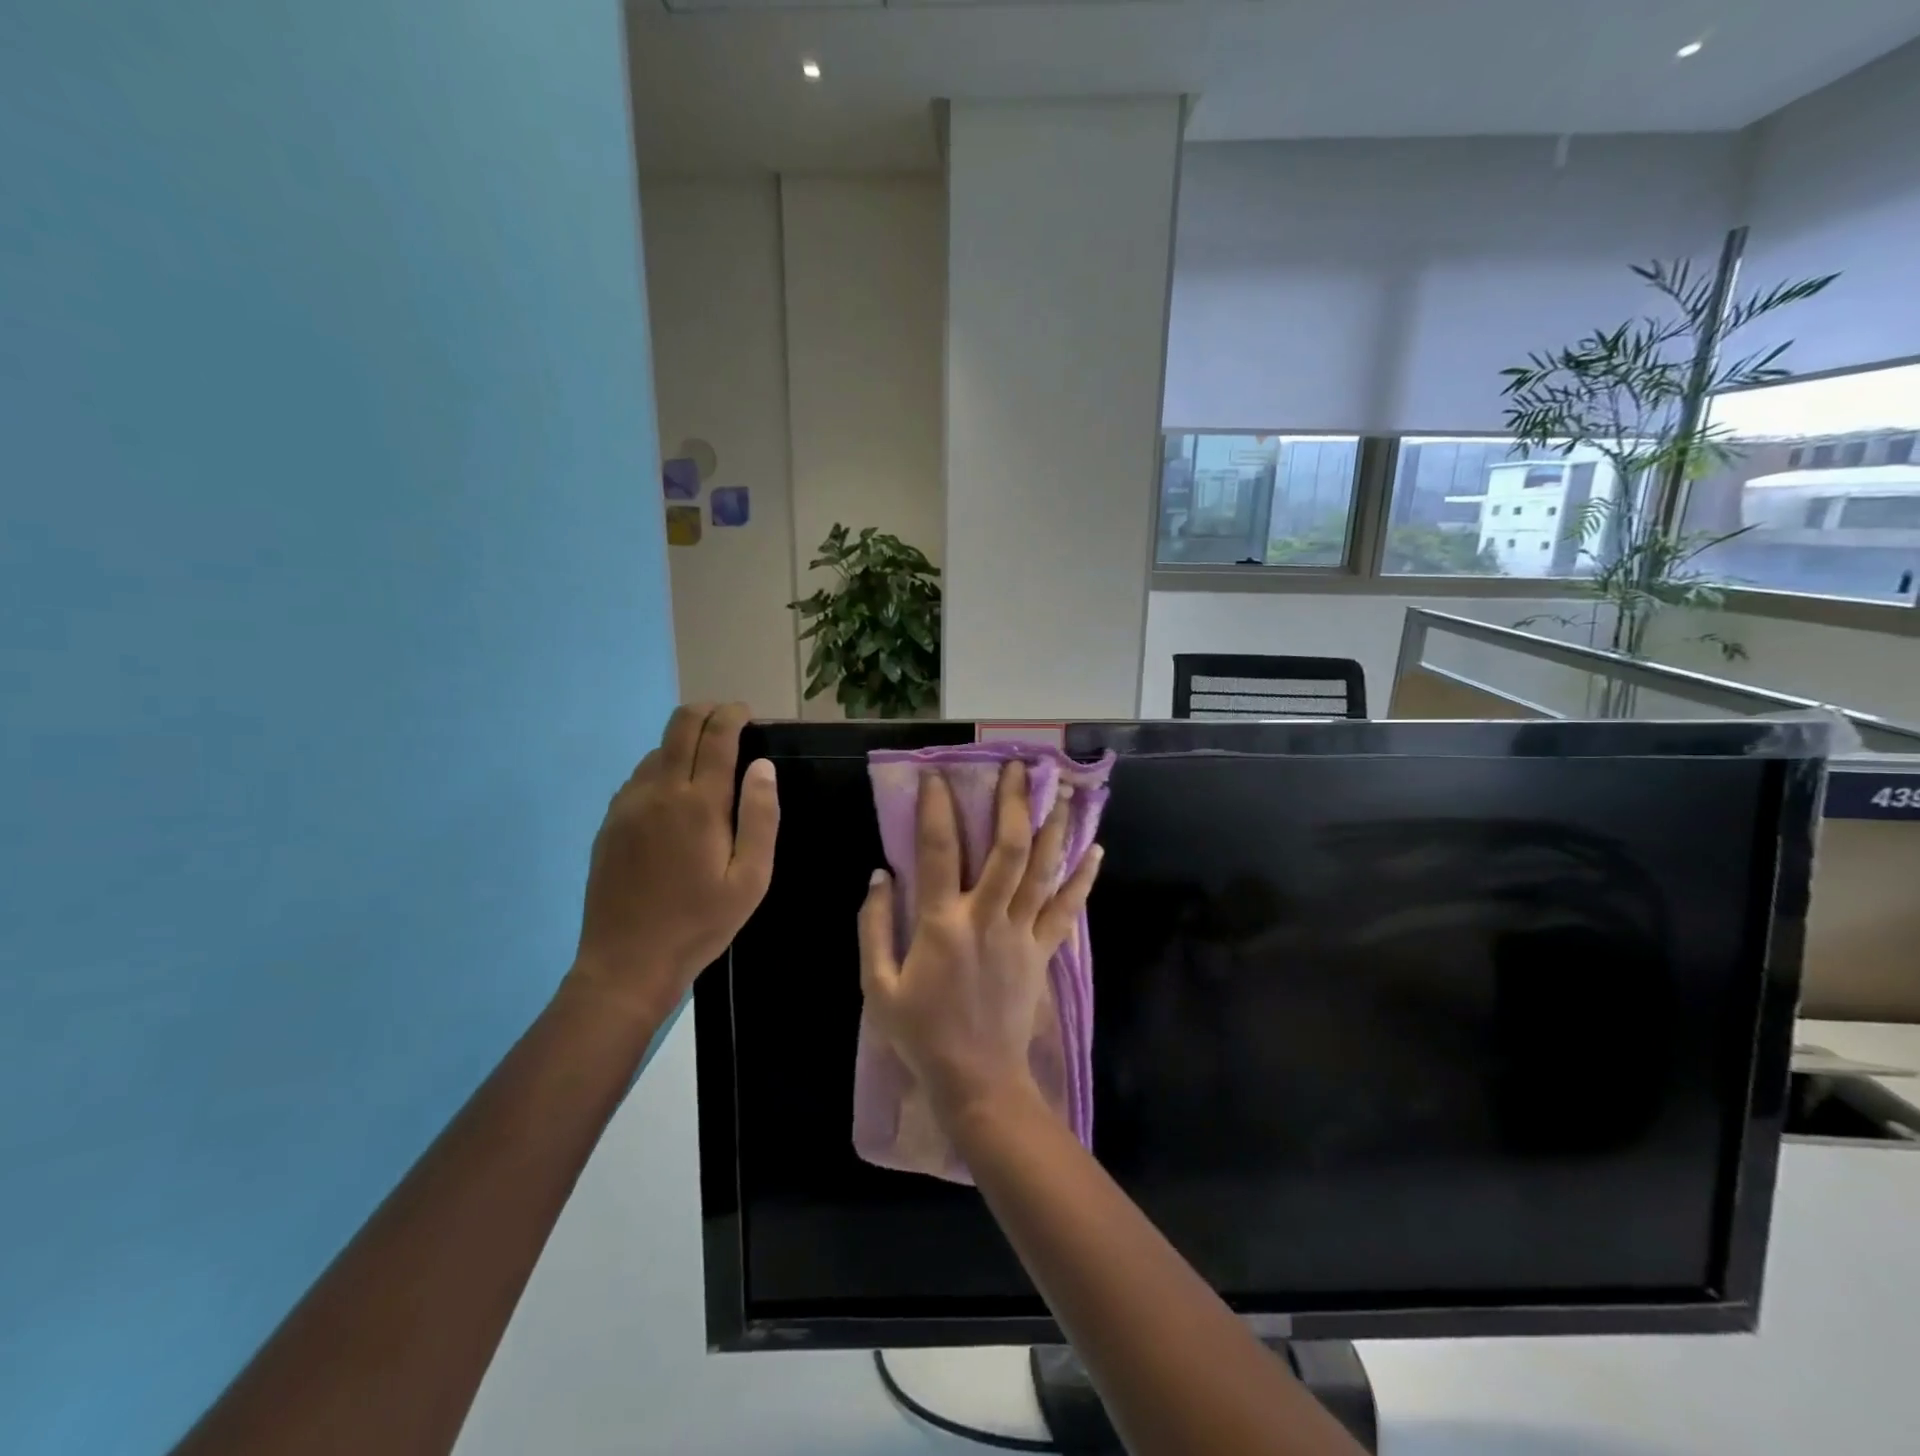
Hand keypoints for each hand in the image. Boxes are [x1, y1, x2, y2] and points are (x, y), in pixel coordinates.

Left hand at [567, 703, 777, 1020]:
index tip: (747, 714)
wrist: (626, 964)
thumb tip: (763, 766)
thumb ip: (760, 817)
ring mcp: (627, 805)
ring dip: (684, 742)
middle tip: (730, 722)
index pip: (715, 734)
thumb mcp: (750, 878)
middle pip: (679, 725)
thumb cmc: (700, 923)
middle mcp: (658, 791)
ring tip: (708, 765)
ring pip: (657, 749)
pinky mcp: (610, 822)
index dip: (733, 714)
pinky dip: (663, 768)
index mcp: (698, 803)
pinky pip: (639, 777)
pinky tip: (676, 797)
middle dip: (707, 712)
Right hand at [857, 761, 1101, 1124]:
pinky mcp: (1043, 951)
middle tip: (1020, 768)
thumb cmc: (922, 1034)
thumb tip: (878, 875)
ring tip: (1063, 791)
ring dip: (1054, 827)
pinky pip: (1066, 909)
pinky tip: (1096, 849)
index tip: (936, 775)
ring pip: (1043, 870)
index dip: (936, 808)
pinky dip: (1082, 878)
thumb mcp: (878, 987)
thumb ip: (874, 927)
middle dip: (1014, 803)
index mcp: (942, 924)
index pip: (938, 851)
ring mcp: (1021, 933)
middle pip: (1007, 848)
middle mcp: (987, 917)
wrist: (977, 1080)